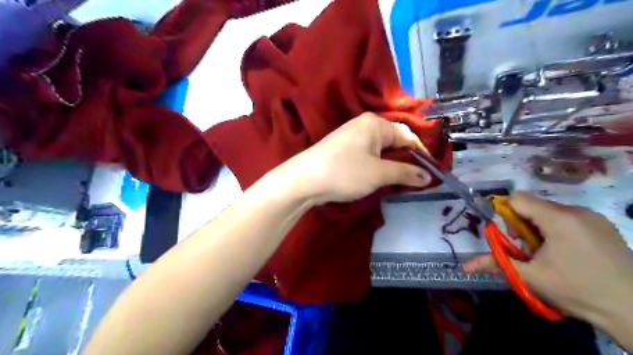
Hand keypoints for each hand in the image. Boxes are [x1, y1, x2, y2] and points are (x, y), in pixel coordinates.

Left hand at [281, 113, 432, 203]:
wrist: (304, 179)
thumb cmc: (345, 172)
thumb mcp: (379, 173)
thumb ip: (405, 173)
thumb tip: (427, 177)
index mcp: (375, 123)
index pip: (407, 135)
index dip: (421, 154)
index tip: (430, 173)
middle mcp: (364, 124)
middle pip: (394, 141)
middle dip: (406, 160)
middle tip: (415, 180)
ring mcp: (352, 136)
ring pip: (381, 150)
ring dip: (392, 165)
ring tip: (399, 182)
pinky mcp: (343, 148)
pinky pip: (368, 154)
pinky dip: (377, 166)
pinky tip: (379, 178)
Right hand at [463, 194, 632, 326]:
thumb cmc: (576, 290)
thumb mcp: (529, 277)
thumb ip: (495, 263)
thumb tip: (465, 267)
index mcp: (558, 219)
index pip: (518, 199)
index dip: (506, 214)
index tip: (511, 237)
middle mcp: (576, 211)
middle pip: (533, 205)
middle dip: (523, 225)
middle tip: (529, 250)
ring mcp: (593, 217)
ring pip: (550, 212)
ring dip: (539, 228)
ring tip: (548, 253)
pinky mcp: (602, 225)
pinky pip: (568, 217)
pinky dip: (557, 229)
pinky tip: (567, 252)